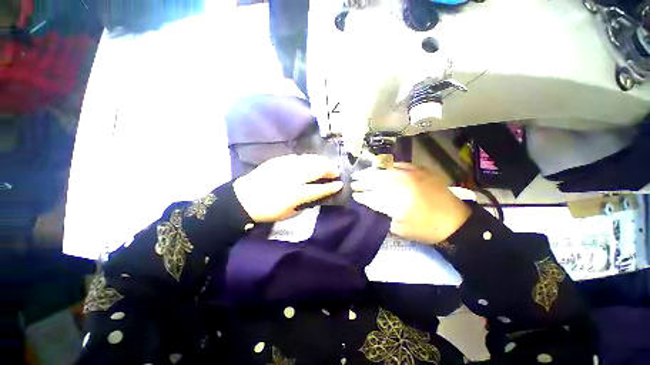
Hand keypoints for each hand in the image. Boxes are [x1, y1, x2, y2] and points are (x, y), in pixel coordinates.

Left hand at [233, 154, 343, 222]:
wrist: (244, 198)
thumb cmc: (268, 210)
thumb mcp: (289, 212)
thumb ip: (305, 202)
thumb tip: (316, 194)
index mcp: (296, 194)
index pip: (319, 189)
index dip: (331, 187)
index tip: (340, 184)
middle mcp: (293, 178)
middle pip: (316, 170)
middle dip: (329, 169)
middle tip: (336, 171)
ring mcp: (286, 166)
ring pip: (309, 160)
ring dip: (321, 161)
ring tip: (327, 163)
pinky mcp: (279, 160)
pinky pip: (298, 157)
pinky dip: (308, 158)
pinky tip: (312, 159)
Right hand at [351, 163, 470, 244]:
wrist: (456, 221)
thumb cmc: (426, 229)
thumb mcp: (400, 230)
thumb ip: (383, 218)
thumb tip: (370, 208)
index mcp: (395, 201)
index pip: (372, 196)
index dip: (361, 196)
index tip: (353, 195)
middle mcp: (401, 185)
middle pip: (375, 180)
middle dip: (362, 181)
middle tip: (353, 182)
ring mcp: (411, 175)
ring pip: (384, 171)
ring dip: (371, 172)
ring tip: (362, 173)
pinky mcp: (420, 170)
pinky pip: (400, 164)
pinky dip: (388, 166)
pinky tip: (382, 167)